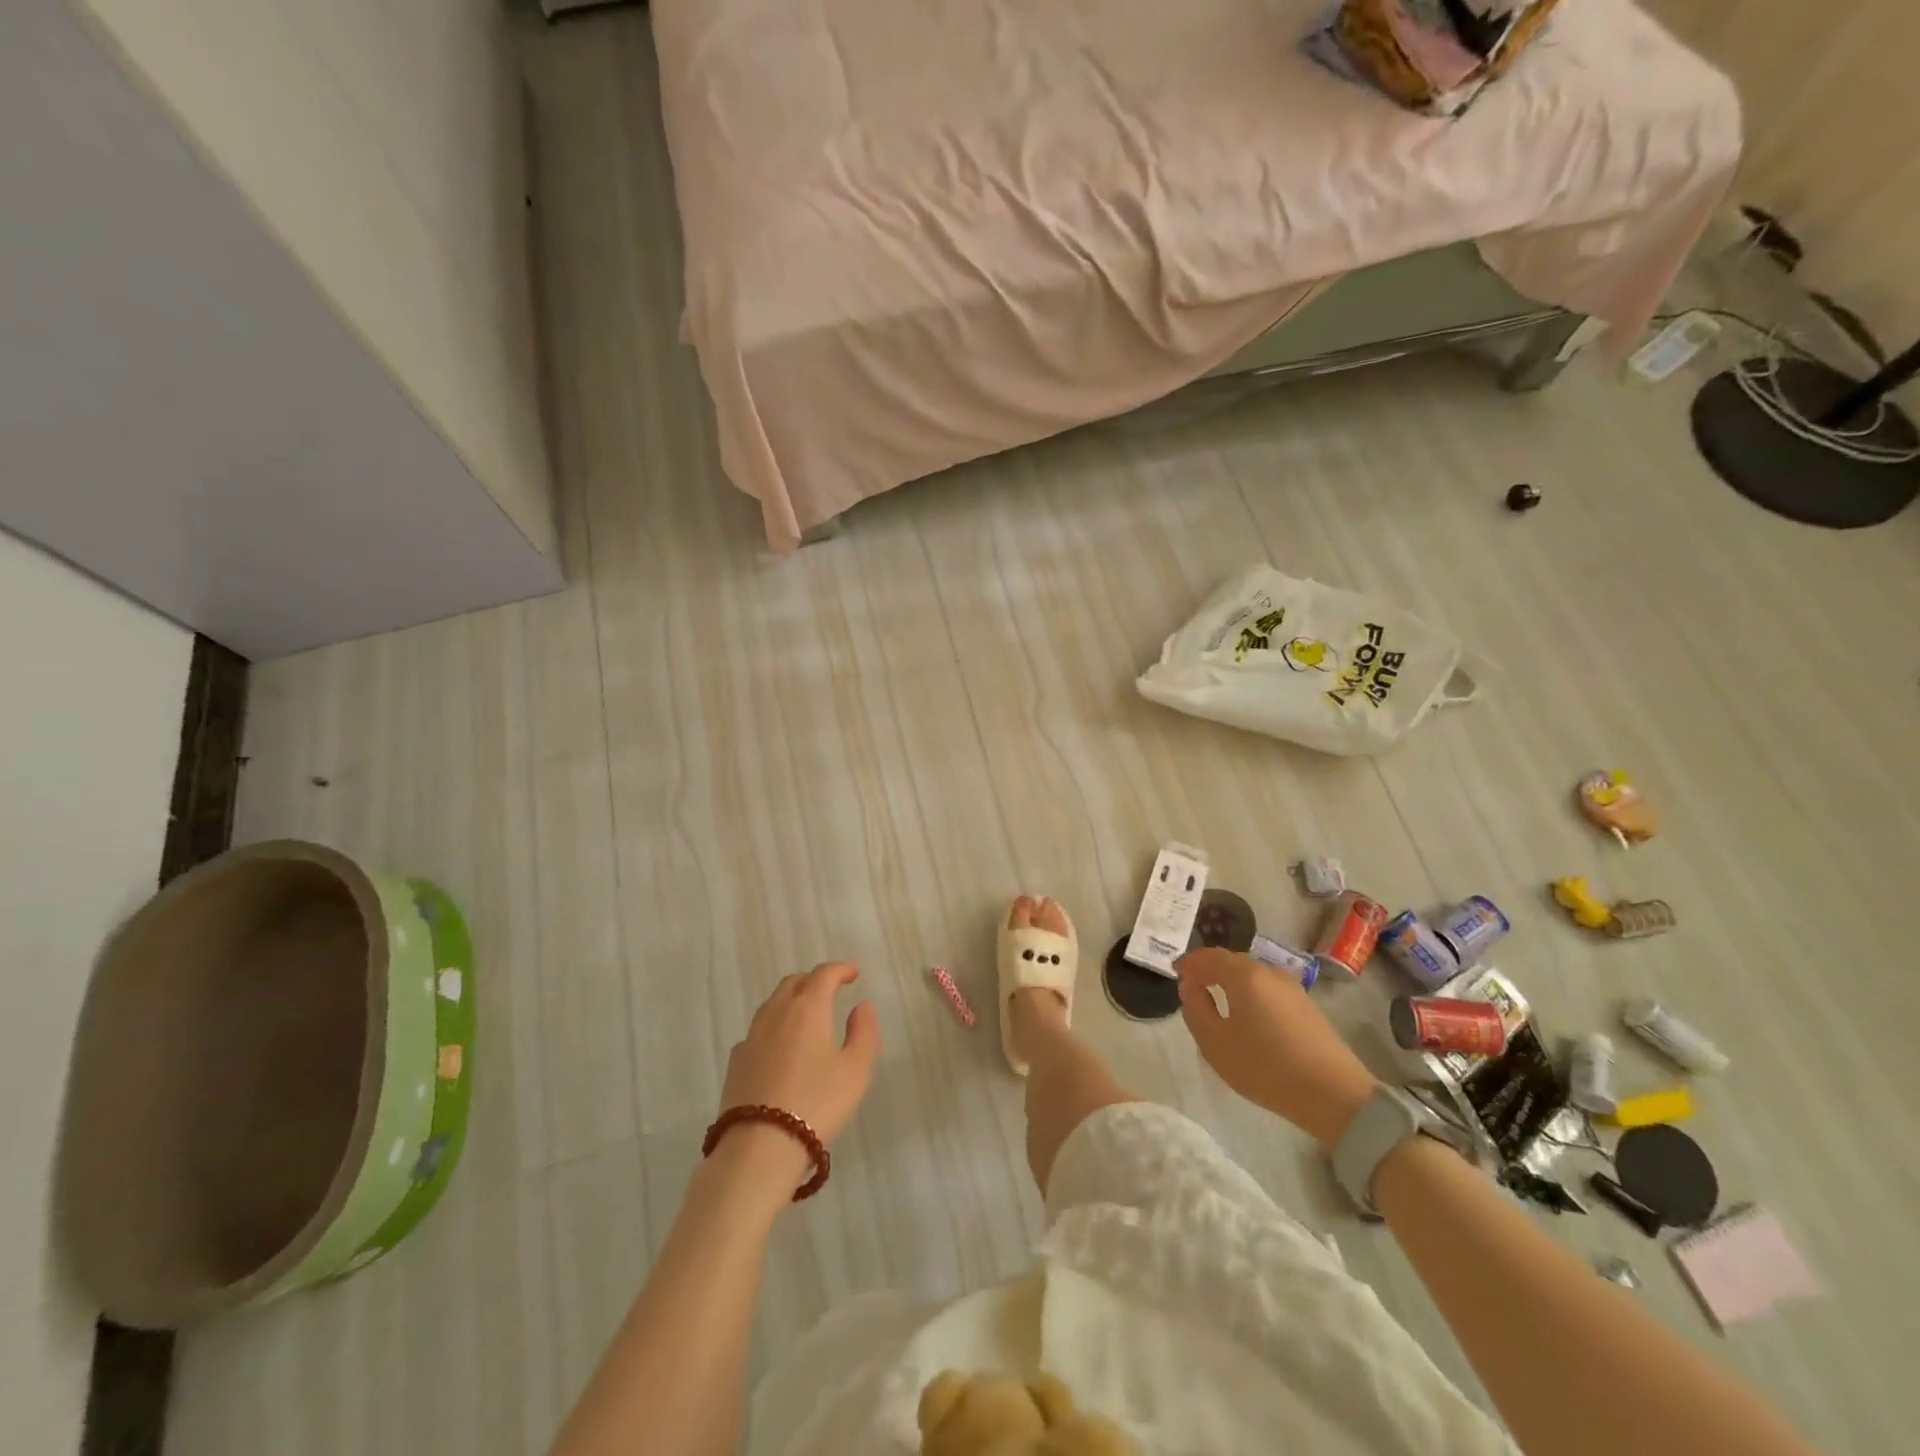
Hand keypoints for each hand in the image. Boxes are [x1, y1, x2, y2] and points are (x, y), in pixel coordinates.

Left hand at [720, 962, 879, 1146]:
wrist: (759, 1149)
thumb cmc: (817, 1105)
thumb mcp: (855, 1071)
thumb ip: (863, 1033)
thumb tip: (862, 1006)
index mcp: (807, 1009)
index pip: (824, 975)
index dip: (841, 969)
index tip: (853, 973)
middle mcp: (776, 1014)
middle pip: (794, 983)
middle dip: (814, 980)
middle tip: (831, 990)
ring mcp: (751, 1037)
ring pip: (772, 1004)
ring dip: (792, 1000)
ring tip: (806, 1015)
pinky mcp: (736, 1061)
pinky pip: (758, 1030)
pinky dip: (774, 1026)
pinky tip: (780, 1046)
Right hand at [1176, 947, 1378, 1148]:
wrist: (1334, 1094)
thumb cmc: (1266, 1067)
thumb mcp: (1215, 1043)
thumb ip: (1195, 1009)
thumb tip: (1191, 987)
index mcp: (1243, 975)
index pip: (1208, 957)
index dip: (1189, 963)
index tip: (1175, 973)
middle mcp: (1268, 972)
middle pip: (1231, 961)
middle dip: (1209, 969)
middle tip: (1193, 986)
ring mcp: (1291, 987)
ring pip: (1252, 975)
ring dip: (1231, 981)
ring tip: (1218, 1001)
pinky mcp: (1306, 1005)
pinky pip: (1268, 989)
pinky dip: (1251, 993)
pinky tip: (1248, 1014)